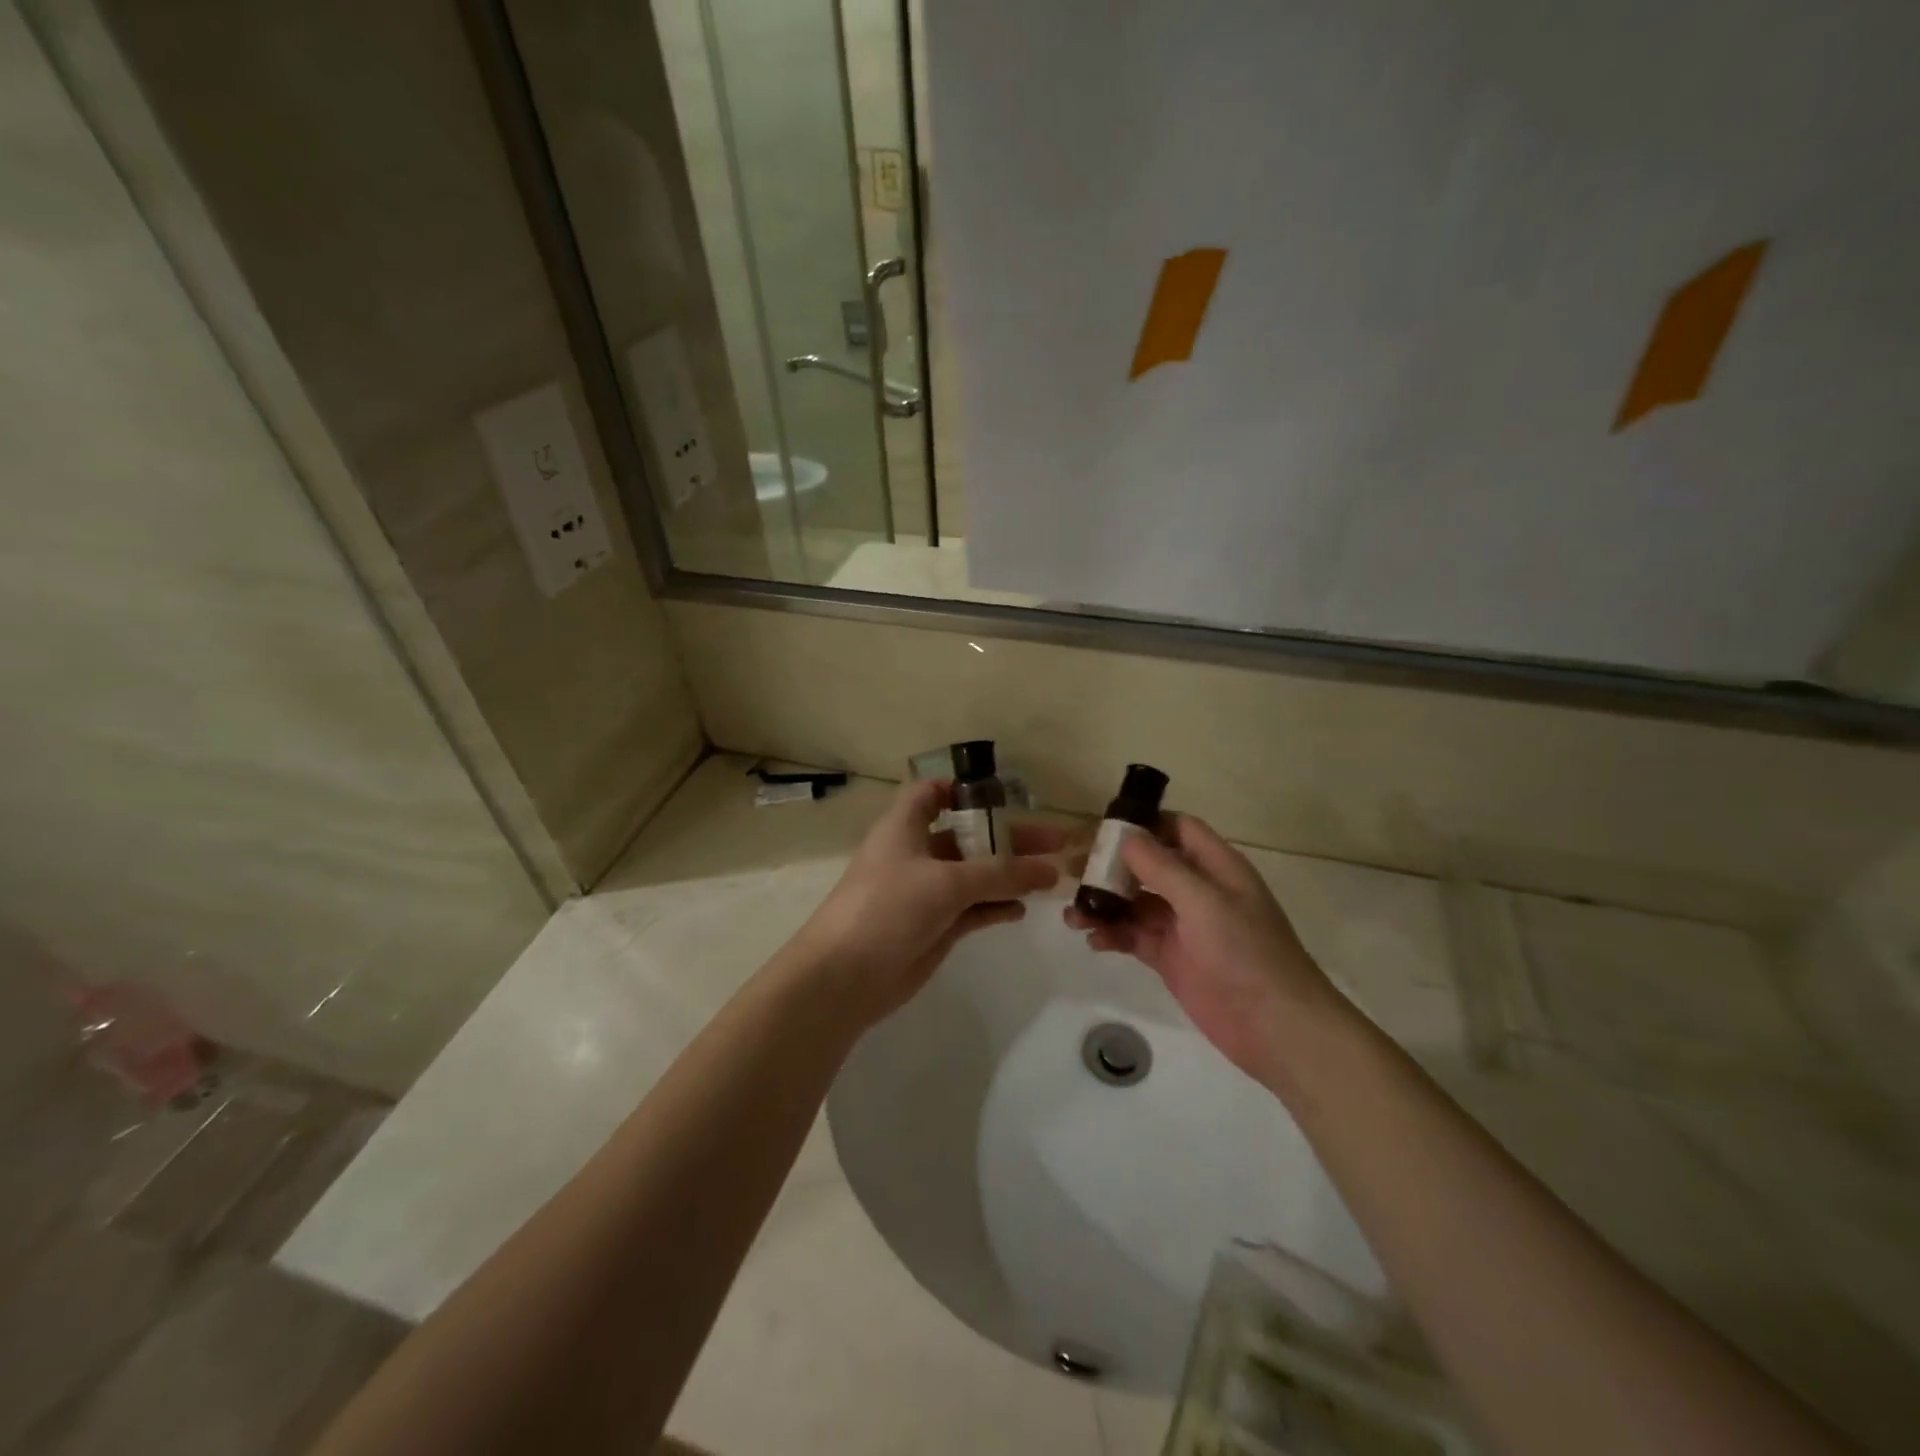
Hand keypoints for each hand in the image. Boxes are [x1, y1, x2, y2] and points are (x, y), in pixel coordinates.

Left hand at [792, 779, 1064, 1026]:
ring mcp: (926, 892)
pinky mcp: (934, 926)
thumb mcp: (946, 882)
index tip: (1001, 796)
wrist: (845, 976)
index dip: (962, 789)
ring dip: (1009, 875)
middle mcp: (916, 854)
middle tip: (1057, 842)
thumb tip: (1050, 870)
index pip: (931, 793)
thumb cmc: (888, 907)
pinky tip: (1023, 908)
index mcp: (905, 827)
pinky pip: (973, 909)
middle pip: (968, 836)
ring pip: (975, 875)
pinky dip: (996, 906)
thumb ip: (1000, 874)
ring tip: (1052, 877)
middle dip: (1009, 837)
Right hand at [1065, 813, 1336, 1087]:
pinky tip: (1093, 940)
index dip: (1144, 824)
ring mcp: (1183, 926)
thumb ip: (1162, 868)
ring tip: (1073, 915)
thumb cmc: (1246, 953)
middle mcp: (1198, 890)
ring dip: (1105, 904)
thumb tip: (1127, 835)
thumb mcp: (1203, 902)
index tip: (1103, 829)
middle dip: (1112, 866)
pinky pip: (1134, 937)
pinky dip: (1113, 935)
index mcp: (1216, 867)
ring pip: (1135, 903)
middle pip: (1148, 865)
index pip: (1178, 829)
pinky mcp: (1171, 958)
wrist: (1276, 1027)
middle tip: (1073, 871)